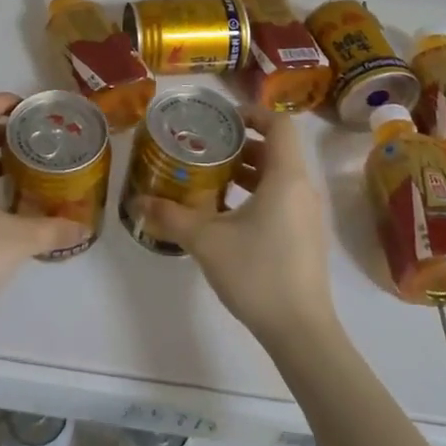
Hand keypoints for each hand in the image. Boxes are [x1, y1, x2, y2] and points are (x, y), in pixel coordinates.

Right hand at [136, 110, 338, 349]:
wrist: (301, 331)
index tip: (222, 120)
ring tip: (211, 179)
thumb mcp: (206, 240)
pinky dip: (258, 194)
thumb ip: (171, 216)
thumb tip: (137, 200)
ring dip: (249, 172)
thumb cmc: (257, 272)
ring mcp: (308, 215)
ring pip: (280, 176)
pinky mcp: (306, 237)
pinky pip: (283, 199)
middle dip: (242, 145)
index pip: (280, 124)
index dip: (253, 114)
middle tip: (207, 149)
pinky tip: (227, 214)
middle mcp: (303, 189)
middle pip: (278, 149)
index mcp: (286, 177)